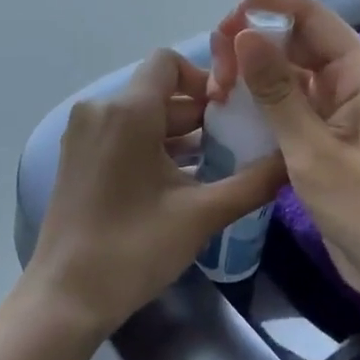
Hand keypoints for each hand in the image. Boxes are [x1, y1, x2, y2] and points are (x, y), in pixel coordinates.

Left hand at [29, 48, 285, 333]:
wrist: (67, 296)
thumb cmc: (134, 248)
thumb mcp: (202, 214)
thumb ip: (253, 182)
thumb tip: (293, 158)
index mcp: (127, 111)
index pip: (168, 62)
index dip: (204, 78)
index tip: (232, 111)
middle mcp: (99, 110)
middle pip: (158, 91)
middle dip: (199, 114)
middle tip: (236, 144)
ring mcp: (83, 134)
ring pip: (141, 115)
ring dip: (178, 134)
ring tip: (216, 165)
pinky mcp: (76, 157)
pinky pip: (121, 133)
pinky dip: (152, 146)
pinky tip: (181, 180)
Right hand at [209, 0, 359, 301]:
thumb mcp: (312, 152)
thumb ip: (277, 91)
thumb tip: (244, 34)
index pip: (310, 16)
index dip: (265, 8)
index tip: (222, 26)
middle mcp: (356, 78)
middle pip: (298, 39)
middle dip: (254, 45)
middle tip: (215, 74)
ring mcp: (345, 105)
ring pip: (293, 70)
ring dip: (256, 75)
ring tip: (217, 92)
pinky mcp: (334, 130)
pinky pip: (296, 100)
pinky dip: (266, 101)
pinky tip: (235, 112)